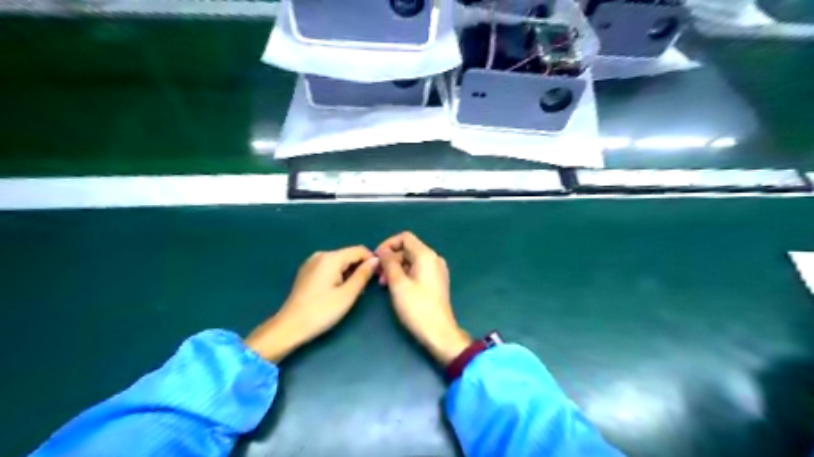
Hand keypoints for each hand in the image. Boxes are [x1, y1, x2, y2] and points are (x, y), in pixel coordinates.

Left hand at [245, 246, 377, 364]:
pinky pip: (329, 268)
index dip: (372, 261)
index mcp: (331, 258)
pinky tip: (338, 292)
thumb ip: (363, 275)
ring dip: (350, 273)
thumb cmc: (321, 311)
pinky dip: (338, 276)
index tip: (378, 277)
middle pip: (349, 255)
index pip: (359, 250)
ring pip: (339, 262)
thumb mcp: (348, 294)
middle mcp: (321, 255)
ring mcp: (312, 263)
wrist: (290, 327)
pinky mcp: (307, 272)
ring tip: (352, 293)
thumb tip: (375, 260)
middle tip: (365, 290)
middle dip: (360, 268)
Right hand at [374, 232, 471, 363]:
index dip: (388, 244)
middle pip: (408, 249)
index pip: (405, 238)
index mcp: (426, 256)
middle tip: (377, 274)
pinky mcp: (436, 281)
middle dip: (390, 258)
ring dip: (396, 268)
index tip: (376, 258)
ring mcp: (437, 270)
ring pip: (411, 260)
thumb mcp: (398, 284)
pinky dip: (404, 274)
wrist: (439, 332)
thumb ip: (389, 263)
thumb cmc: (417, 308)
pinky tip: (395, 287)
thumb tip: (383, 251)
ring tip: (383, 284)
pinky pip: (417, 270)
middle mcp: (434, 259)